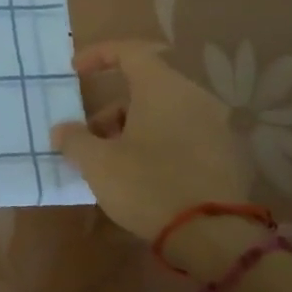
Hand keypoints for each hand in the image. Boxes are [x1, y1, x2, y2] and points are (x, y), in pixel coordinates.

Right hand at [50, 40, 253, 271]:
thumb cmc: (148, 185)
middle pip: (145, 87)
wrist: (215, 239)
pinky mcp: (228, 156)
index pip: (129, 51)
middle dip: (112, 109)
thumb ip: (75, 139)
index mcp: (163, 88)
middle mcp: (194, 97)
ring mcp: (217, 127)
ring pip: (165, 113)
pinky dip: (160, 144)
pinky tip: (143, 176)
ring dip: (134, 128)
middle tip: (89, 137)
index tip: (74, 72)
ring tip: (111, 163)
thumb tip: (63, 131)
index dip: (97, 55)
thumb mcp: (98, 163)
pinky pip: (184, 136)